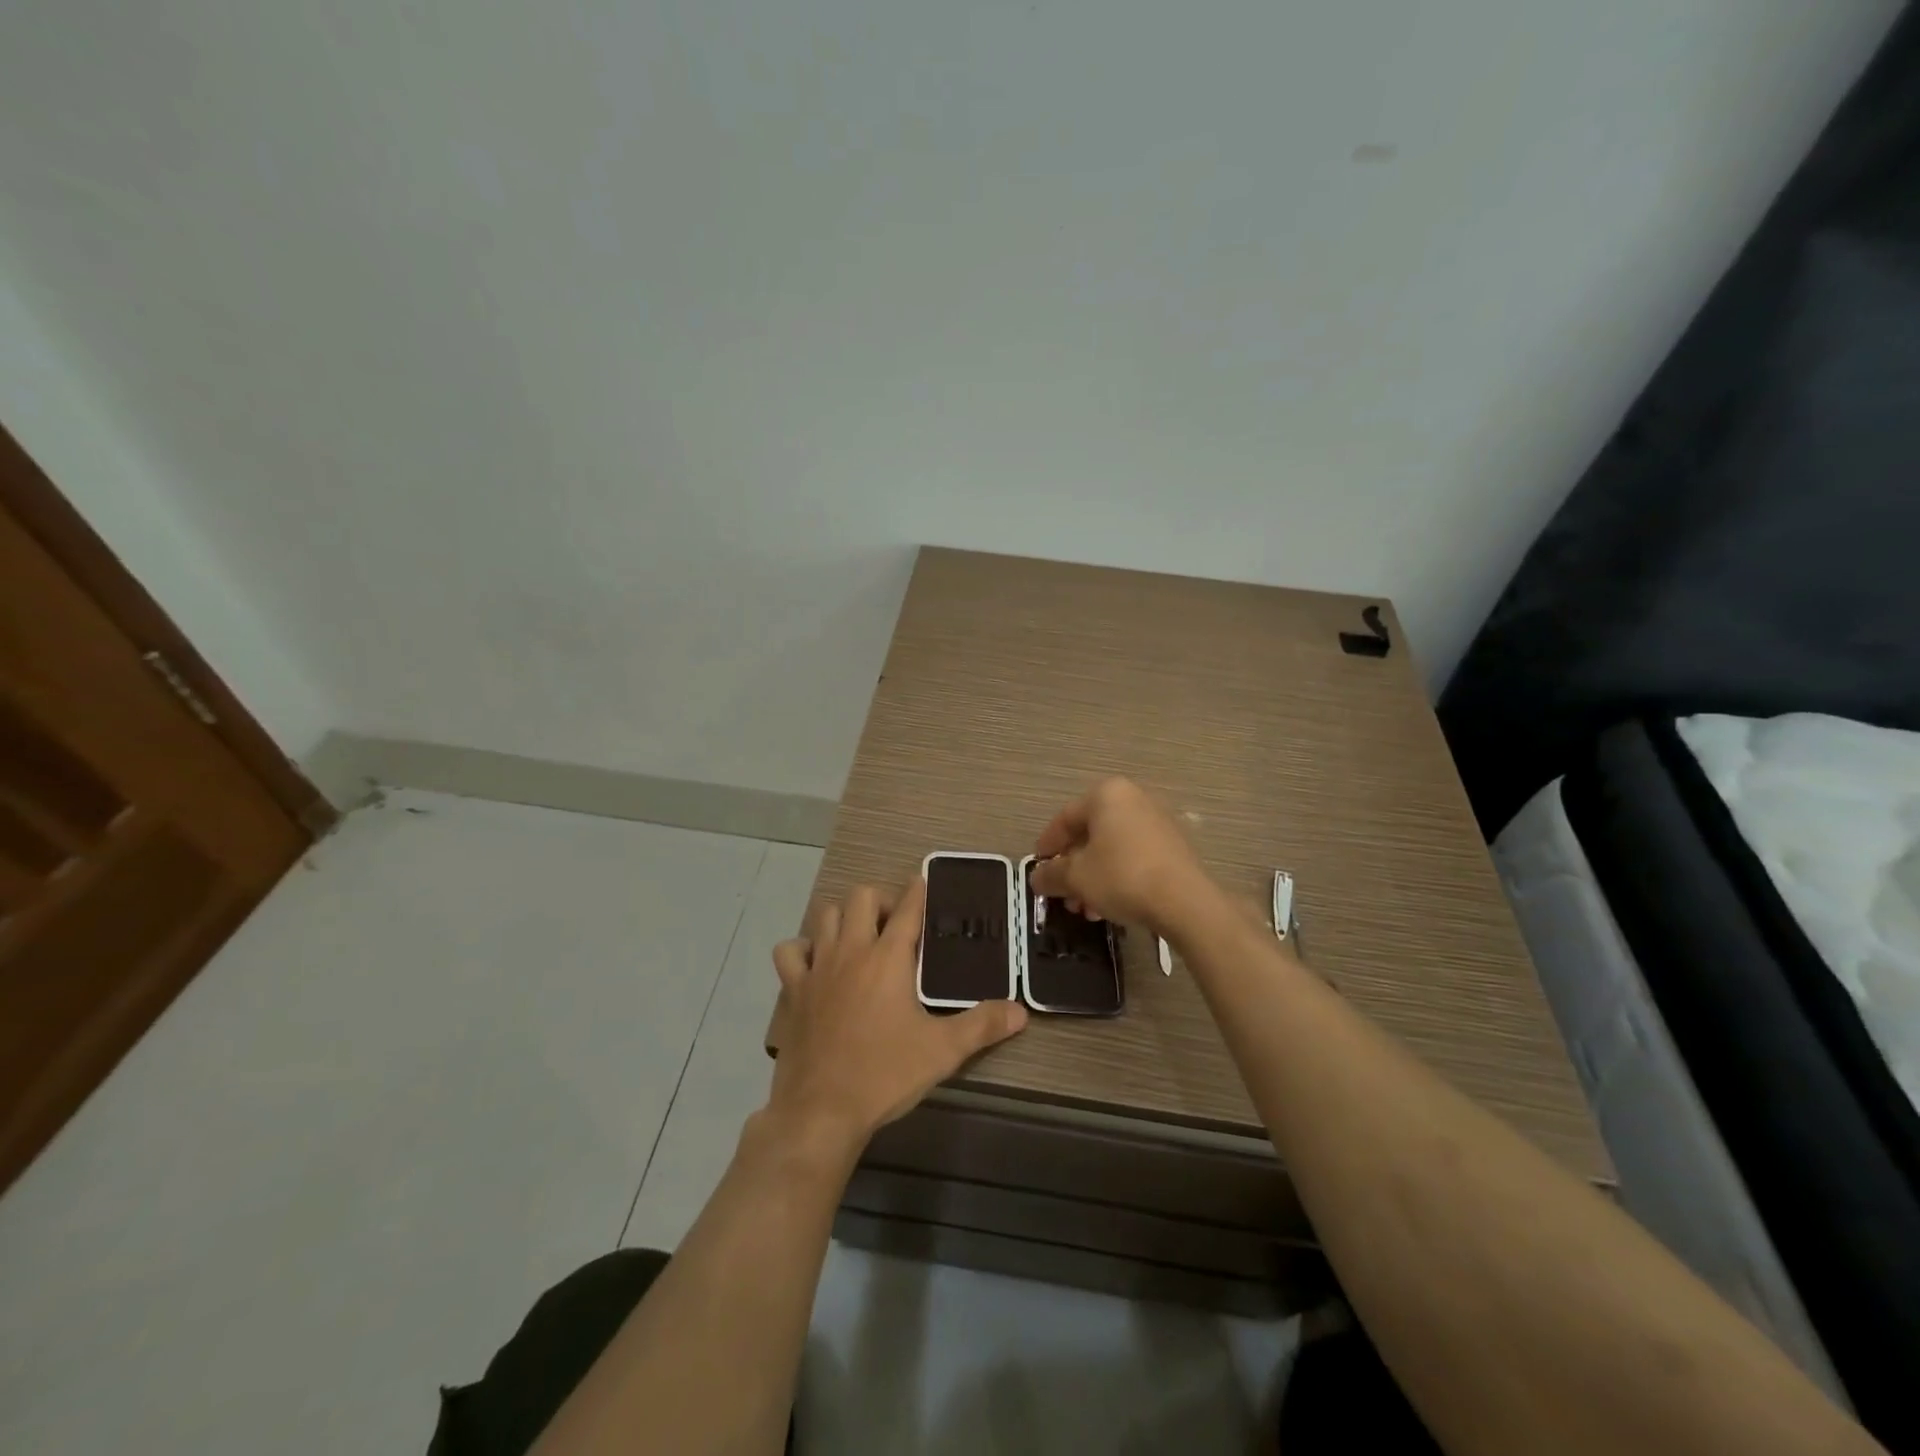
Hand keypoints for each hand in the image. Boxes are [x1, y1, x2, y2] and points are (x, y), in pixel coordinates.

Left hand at [768, 878, 1027, 1154]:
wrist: (821, 1110)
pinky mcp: (794, 990)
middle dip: (879, 900)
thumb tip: (1021, 1011)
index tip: (921, 881)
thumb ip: (983, 1026)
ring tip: (859, 938)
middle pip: (860, 897)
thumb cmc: (885, 1074)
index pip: (907, 909)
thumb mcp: (943, 1051)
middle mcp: (851, 951)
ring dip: (842, 918)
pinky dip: (802, 949)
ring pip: (824, 916)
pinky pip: (790, 952)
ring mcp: (818, 968)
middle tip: (894, 924)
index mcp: (888, 958)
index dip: (917, 891)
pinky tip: (815, 963)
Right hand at [1031, 778, 1215, 937]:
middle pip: (1089, 834)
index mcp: (1106, 795)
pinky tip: (1109, 906)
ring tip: (1085, 908)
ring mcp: (1156, 820)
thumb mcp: (1076, 877)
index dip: (1047, 845)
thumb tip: (1037, 877)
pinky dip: (1116, 875)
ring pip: (1111, 848)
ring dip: (1092, 877)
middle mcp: (1133, 799)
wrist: (1185, 901)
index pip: (1065, 818)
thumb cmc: (1121, 877)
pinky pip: (1133, 855)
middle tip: (1062, 895)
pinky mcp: (1173, 845)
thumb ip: (1050, 874)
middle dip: (1072, 867)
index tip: (1038, 868)